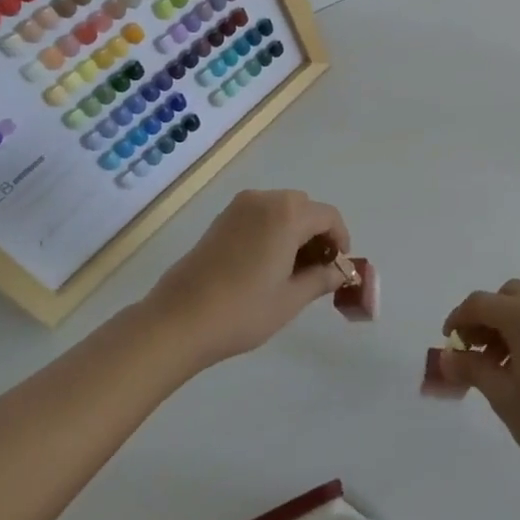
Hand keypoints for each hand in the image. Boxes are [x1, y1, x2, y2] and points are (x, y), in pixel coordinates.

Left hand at [144, 189, 352, 368]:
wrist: (178, 320)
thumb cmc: (242, 310)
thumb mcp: (291, 299)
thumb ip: (322, 279)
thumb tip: (340, 271)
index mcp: (287, 214)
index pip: (328, 216)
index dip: (341, 239)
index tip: (339, 267)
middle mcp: (265, 199)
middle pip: (304, 208)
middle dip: (316, 234)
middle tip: (316, 270)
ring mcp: (239, 207)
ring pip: (281, 209)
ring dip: (294, 231)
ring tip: (291, 270)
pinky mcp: (221, 219)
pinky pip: (259, 215)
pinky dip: (272, 230)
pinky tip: (265, 264)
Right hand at [440, 280, 519, 483]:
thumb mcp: (502, 396)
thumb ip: (471, 368)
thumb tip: (446, 357)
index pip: (481, 303)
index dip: (458, 319)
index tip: (448, 343)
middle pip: (506, 296)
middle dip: (484, 317)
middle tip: (472, 350)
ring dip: (504, 323)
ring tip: (494, 364)